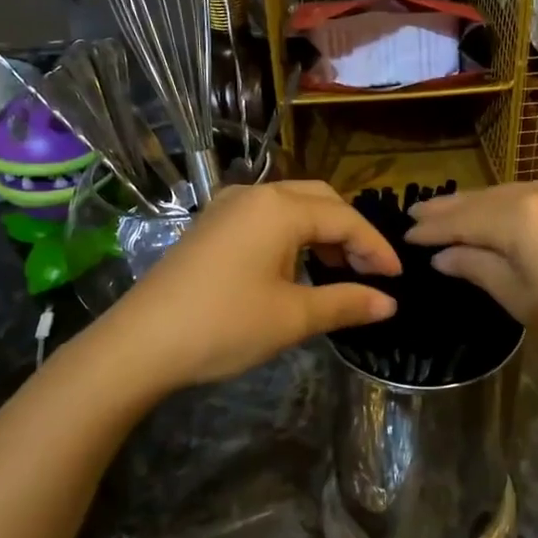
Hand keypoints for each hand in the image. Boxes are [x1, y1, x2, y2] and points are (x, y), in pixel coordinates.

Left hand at [105, 181, 399, 388]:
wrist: (140, 343)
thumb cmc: (224, 325)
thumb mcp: (293, 317)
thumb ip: (346, 302)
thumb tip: (389, 303)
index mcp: (280, 208)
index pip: (345, 220)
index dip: (376, 248)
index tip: (397, 280)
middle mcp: (254, 195)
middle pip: (320, 200)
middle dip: (350, 233)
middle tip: (369, 271)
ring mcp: (227, 207)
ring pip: (291, 206)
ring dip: (321, 232)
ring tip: (336, 271)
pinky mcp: (210, 226)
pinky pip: (265, 217)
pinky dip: (292, 235)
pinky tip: (295, 267)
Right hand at [405, 176, 537, 361]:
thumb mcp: (523, 302)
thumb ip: (479, 270)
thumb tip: (443, 257)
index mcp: (521, 214)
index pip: (462, 219)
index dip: (431, 230)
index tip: (403, 235)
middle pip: (483, 199)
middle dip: (449, 211)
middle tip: (414, 218)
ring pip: (507, 195)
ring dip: (476, 207)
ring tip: (443, 217)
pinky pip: (531, 197)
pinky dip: (505, 208)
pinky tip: (490, 218)